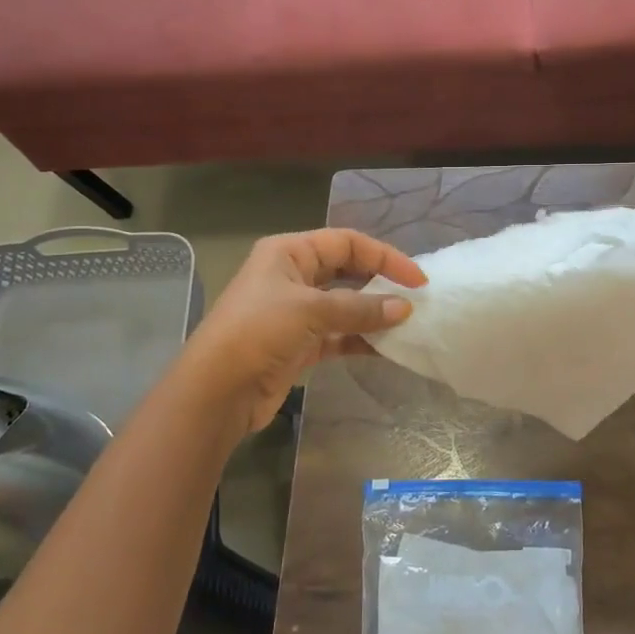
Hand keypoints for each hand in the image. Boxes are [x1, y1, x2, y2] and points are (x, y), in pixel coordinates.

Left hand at [173, 229, 425, 441]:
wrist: (217, 391)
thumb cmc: (258, 332)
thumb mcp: (311, 311)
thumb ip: (360, 308)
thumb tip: (404, 309)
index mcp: (289, 252)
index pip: (346, 242)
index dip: (384, 256)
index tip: (417, 278)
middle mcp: (292, 276)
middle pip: (346, 271)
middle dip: (380, 283)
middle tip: (415, 300)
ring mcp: (295, 312)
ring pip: (345, 305)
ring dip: (373, 314)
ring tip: (407, 325)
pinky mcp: (298, 345)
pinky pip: (338, 335)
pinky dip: (360, 339)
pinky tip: (386, 348)